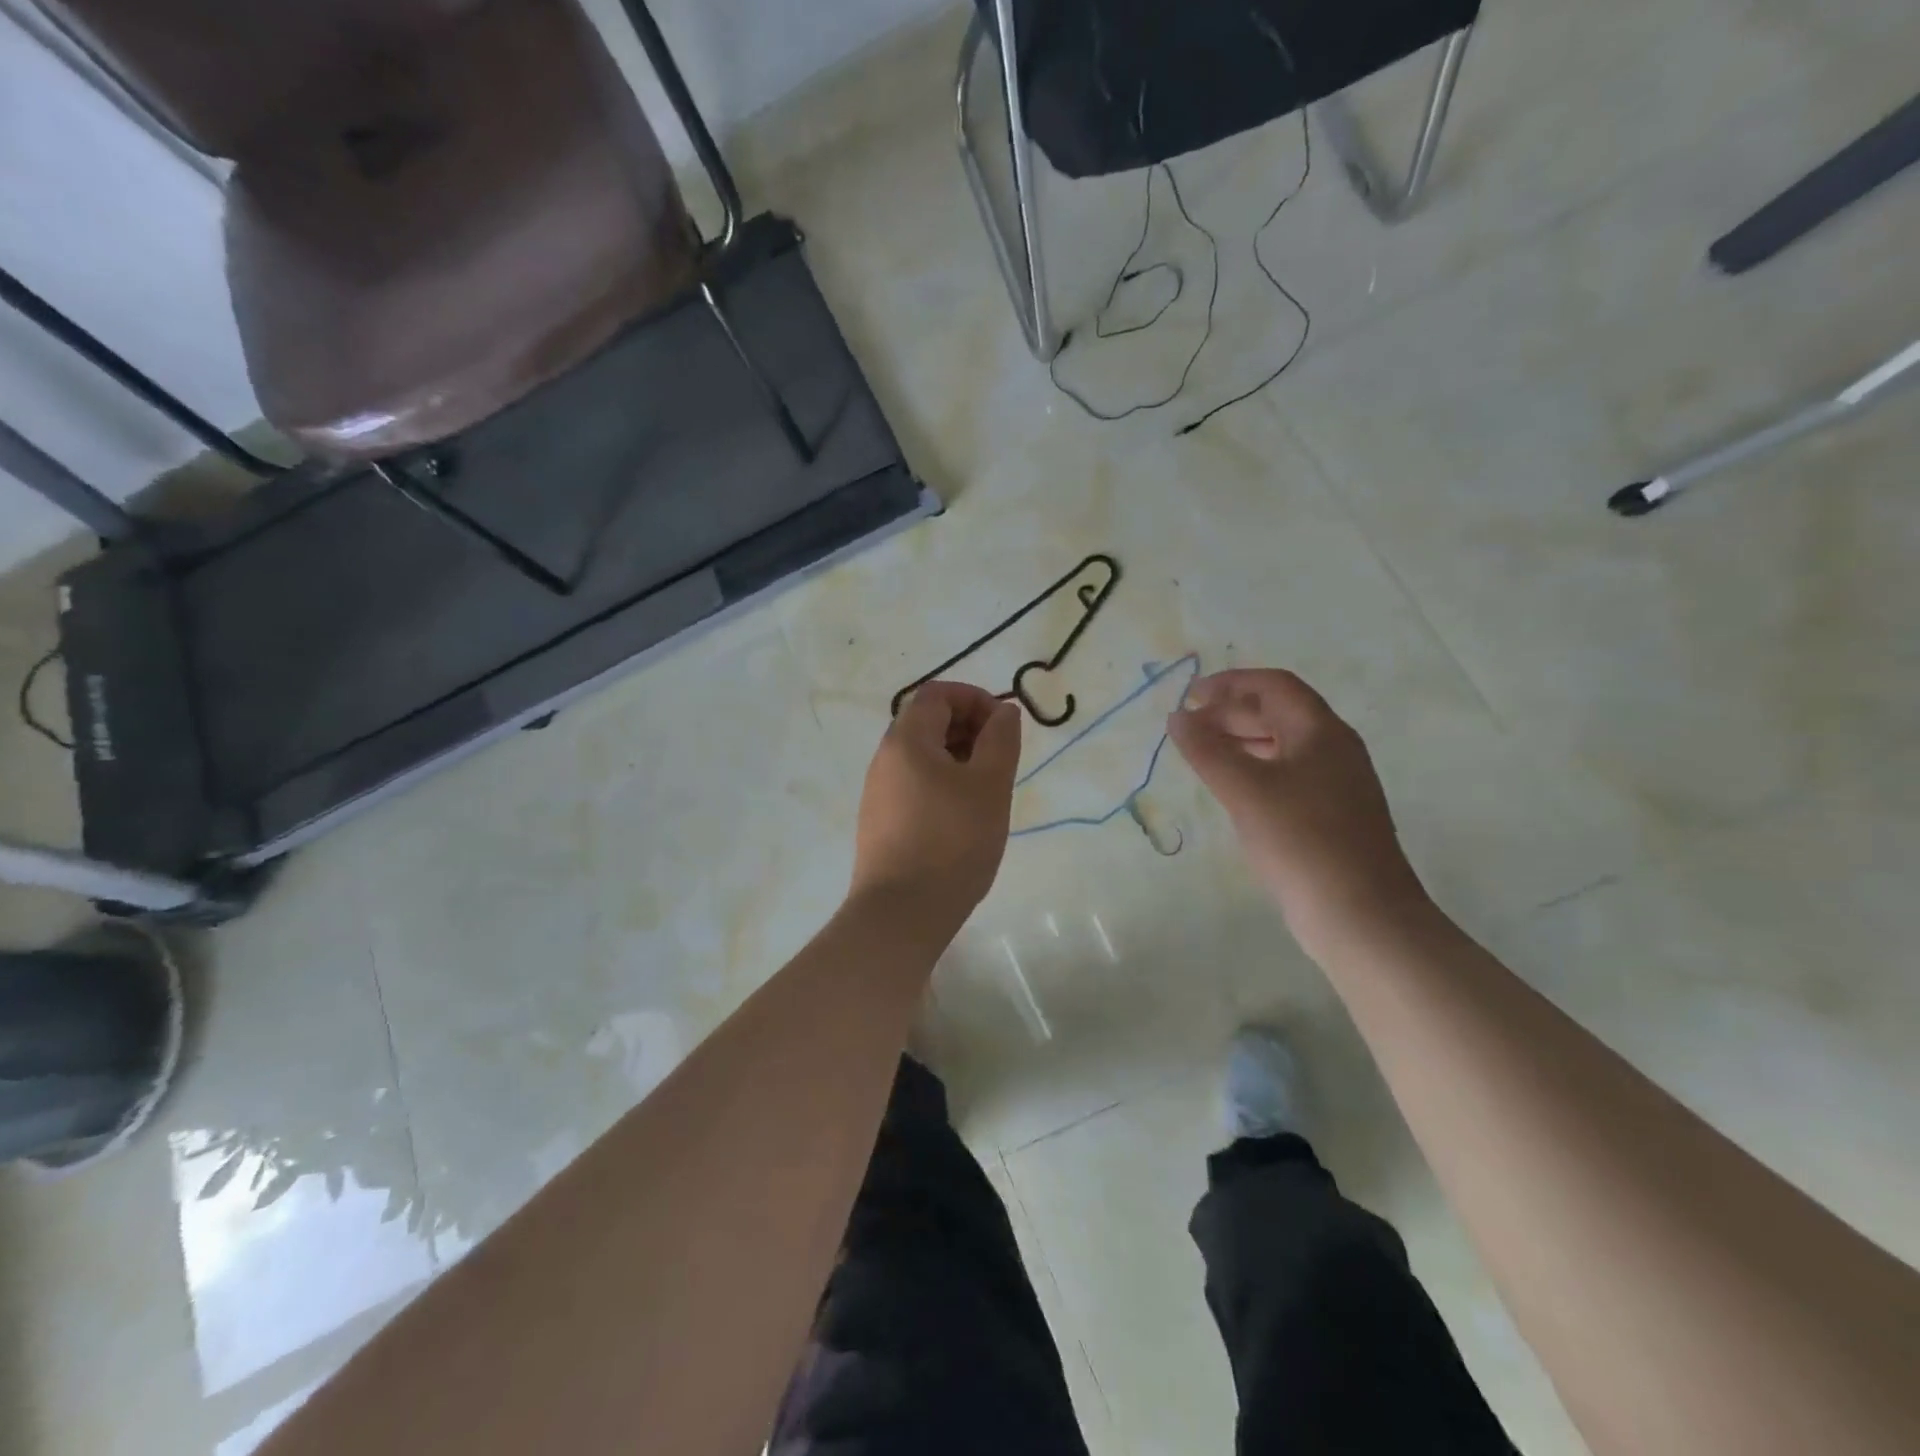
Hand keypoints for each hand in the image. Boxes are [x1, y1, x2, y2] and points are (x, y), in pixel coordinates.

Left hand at [851, 683, 1021, 929]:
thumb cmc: (953, 842)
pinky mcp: (879, 820)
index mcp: (906, 740)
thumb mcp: (989, 785)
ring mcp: (878, 791)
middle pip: (927, 721)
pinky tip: (963, 816)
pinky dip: (942, 782)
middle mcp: (884, 758)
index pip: (937, 694)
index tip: (1004, 726)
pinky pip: (913, 783)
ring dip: (958, 758)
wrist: (902, 913)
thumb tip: (1003, 711)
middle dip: (969, 728)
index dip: (975, 699)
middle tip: (1000, 759)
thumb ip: (1000, 740)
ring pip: (921, 755)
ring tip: (987, 790)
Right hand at [1168, 669, 1427, 946]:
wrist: (1361, 916)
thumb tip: (1177, 717)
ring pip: (1282, 746)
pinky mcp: (1331, 817)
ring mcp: (1336, 785)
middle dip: (1231, 713)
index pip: (1274, 686)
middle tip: (1189, 728)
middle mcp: (1334, 750)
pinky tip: (1233, 791)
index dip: (1230, 683)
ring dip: (1241, 741)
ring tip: (1203, 755)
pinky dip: (1254, 770)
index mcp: (1321, 732)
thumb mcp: (1245, 790)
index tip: (1189, 697)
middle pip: (1279, 713)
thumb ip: (1207, 749)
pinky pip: (1287, 776)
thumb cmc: (1302, 841)